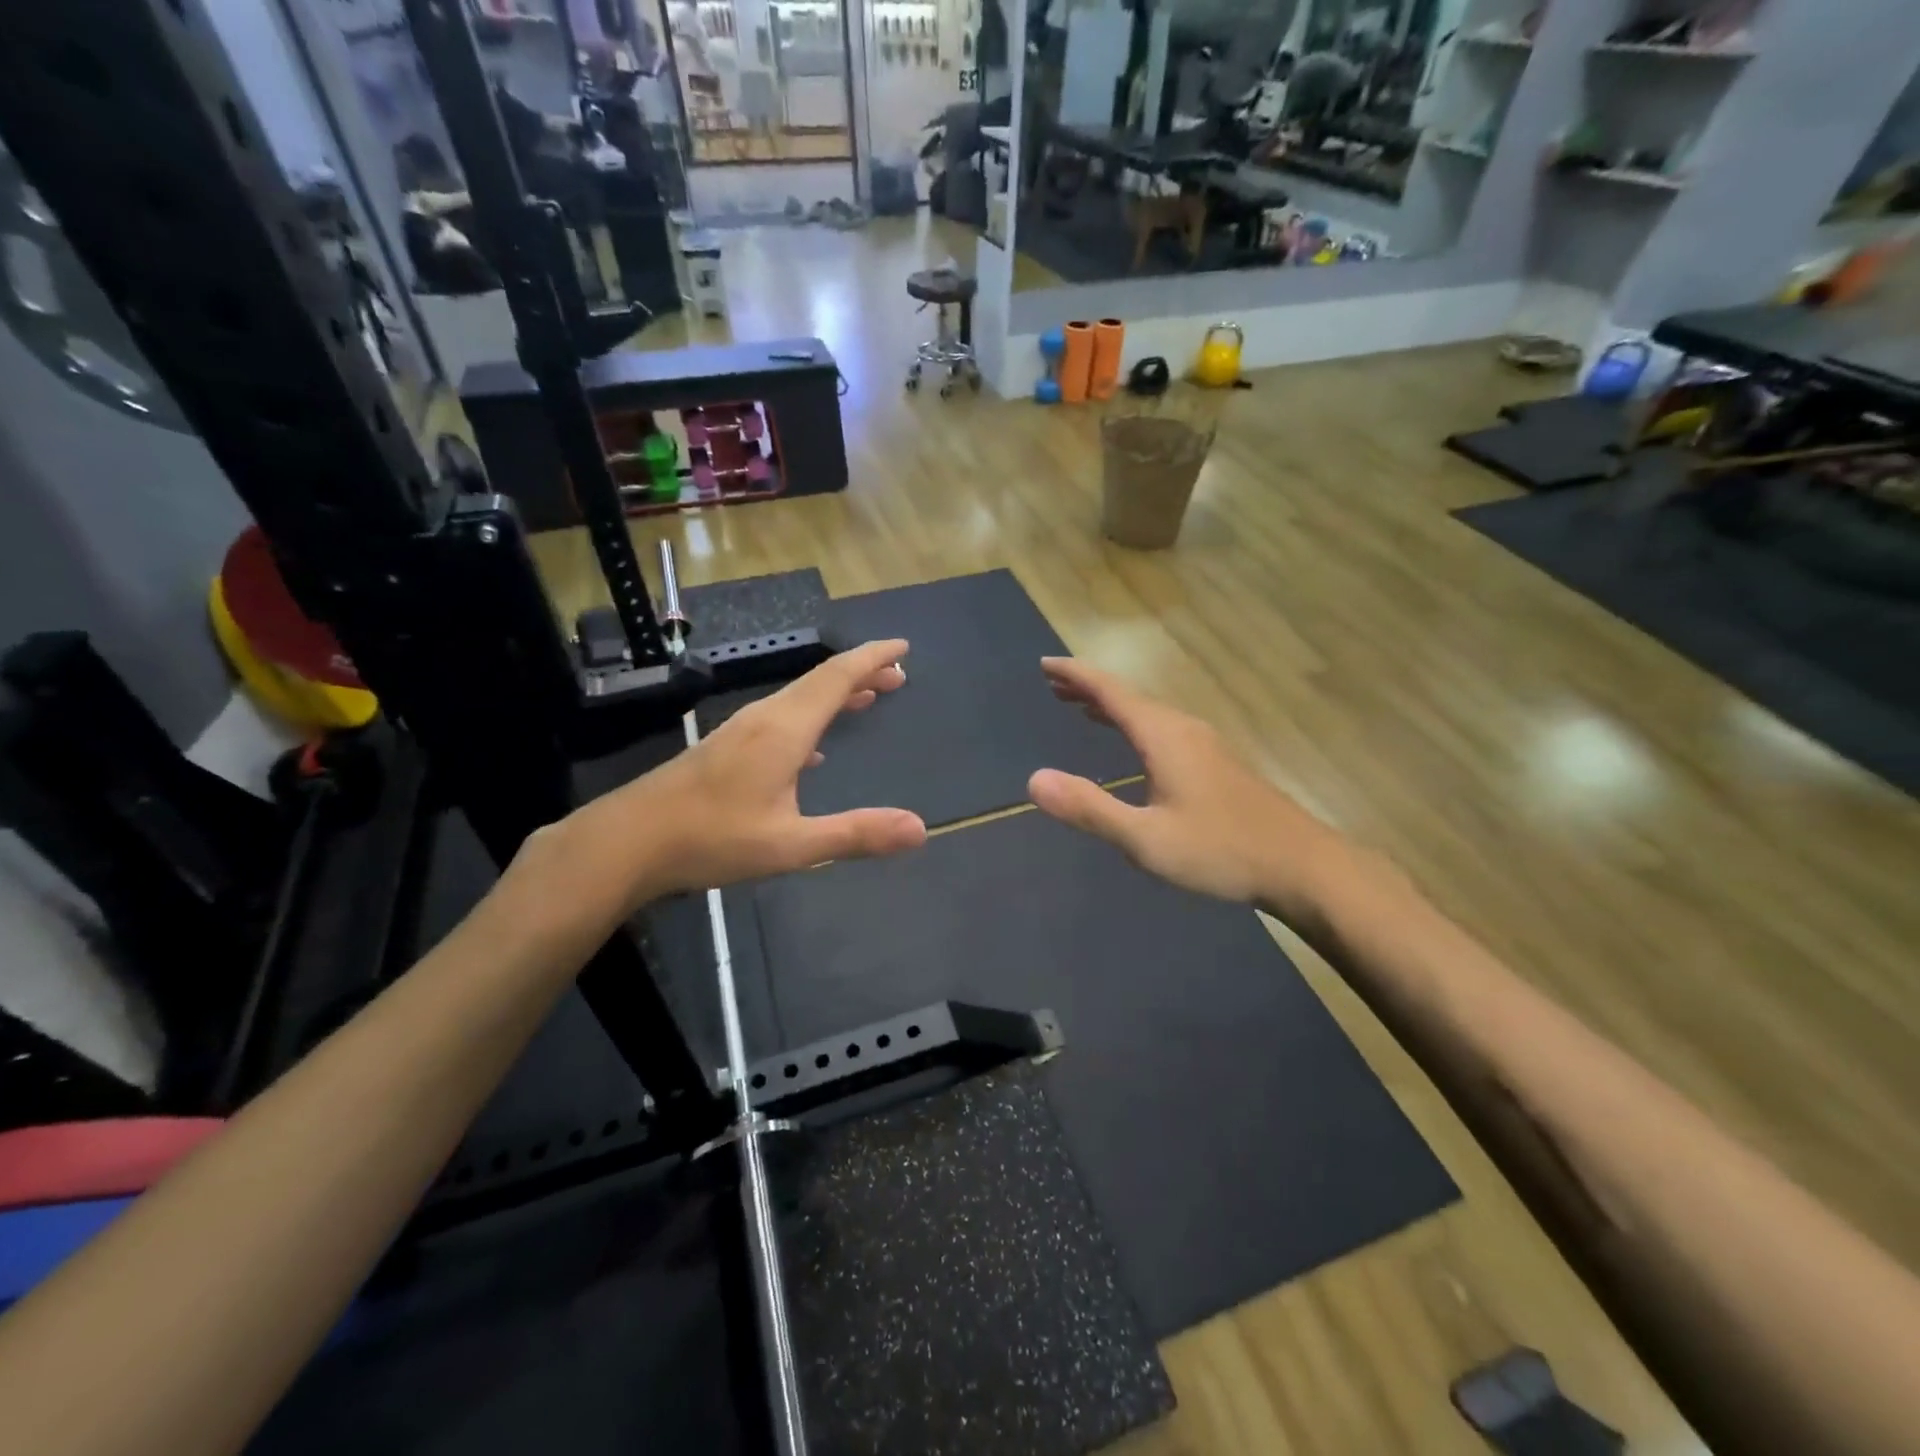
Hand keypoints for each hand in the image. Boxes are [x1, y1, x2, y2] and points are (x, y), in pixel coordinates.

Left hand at [560, 640, 926, 904]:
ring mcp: (740, 730)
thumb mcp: (791, 844)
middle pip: (820, 682)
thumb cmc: (712, 838)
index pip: (836, 677)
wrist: (627, 841)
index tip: (902, 648)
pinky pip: (781, 718)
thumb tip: (919, 829)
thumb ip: (855, 834)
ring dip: (836, 694)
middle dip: (861, 674)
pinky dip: (811, 718)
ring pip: (798, 698)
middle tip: (897, 676)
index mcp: (784, 729)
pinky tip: (815, 747)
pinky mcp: (725, 747)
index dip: (871, 659)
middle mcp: (764, 718)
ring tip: (867, 698)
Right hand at [1027, 657, 1346, 921]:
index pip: (1110, 692)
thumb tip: (1034, 780)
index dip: (1075, 675)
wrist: (1301, 866)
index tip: (1044, 663)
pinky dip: (1133, 723)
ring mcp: (1203, 745)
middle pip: (1128, 696)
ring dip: (1111, 705)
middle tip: (1052, 683)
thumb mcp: (1145, 839)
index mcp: (1162, 736)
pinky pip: (1161, 728)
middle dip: (1088, 687)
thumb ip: (1089, 808)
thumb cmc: (1220, 851)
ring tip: (1080, 706)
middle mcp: (1182, 729)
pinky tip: (1133, 742)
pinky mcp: (1215, 763)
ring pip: (1147, 712)